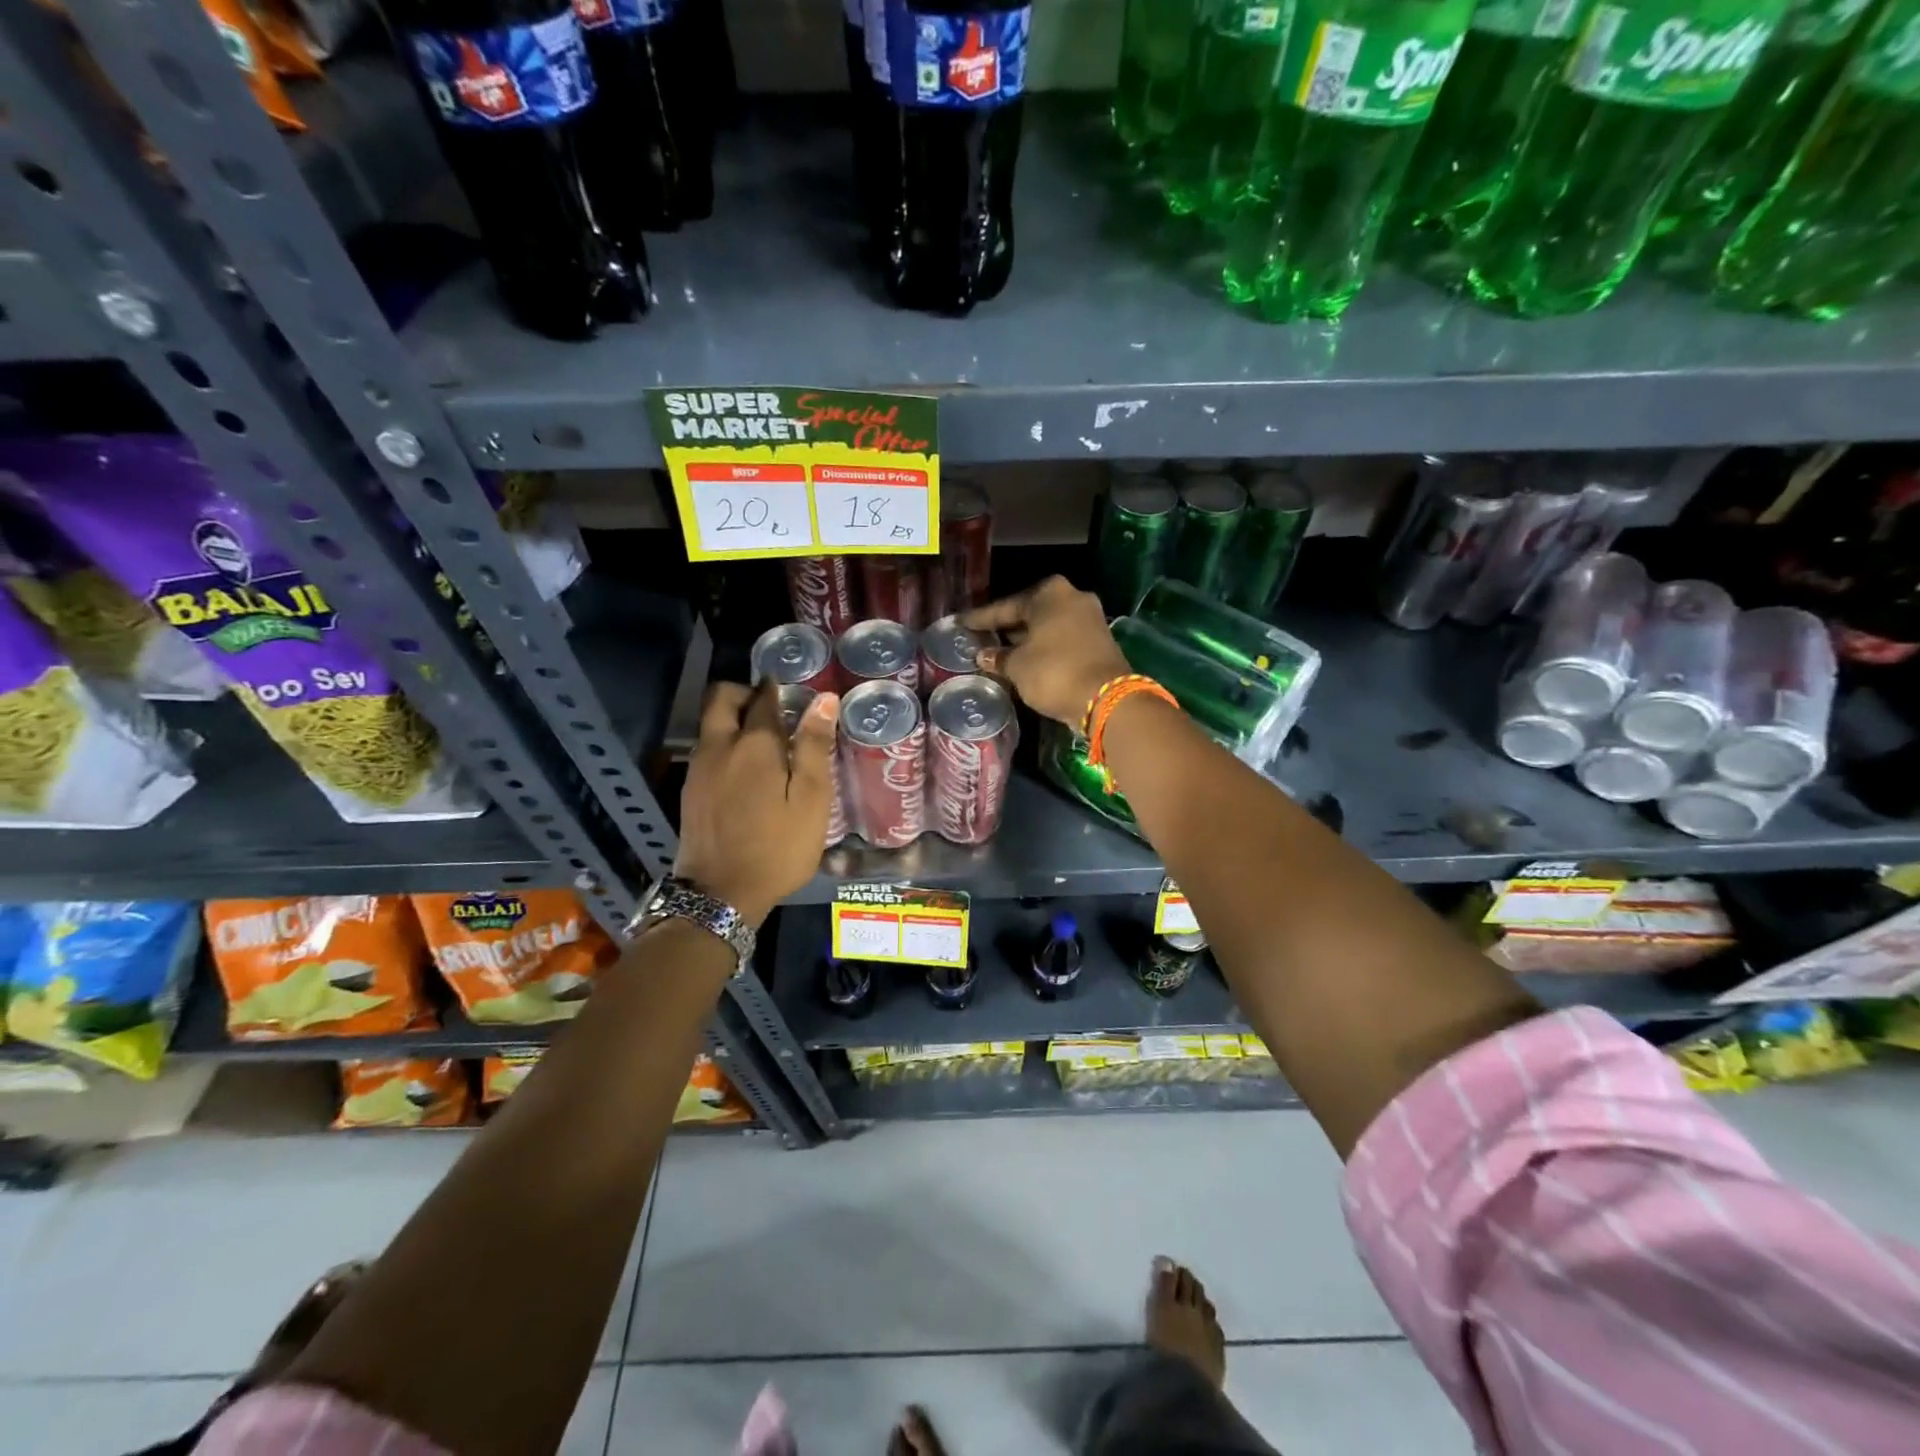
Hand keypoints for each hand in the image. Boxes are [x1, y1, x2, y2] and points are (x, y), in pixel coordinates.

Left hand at [674, 681, 837, 926]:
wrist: (721, 894)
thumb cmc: (778, 847)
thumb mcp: (811, 800)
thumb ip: (815, 747)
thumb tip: (824, 700)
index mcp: (755, 744)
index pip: (764, 697)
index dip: (779, 689)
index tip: (794, 692)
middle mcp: (720, 745)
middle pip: (722, 697)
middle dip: (745, 693)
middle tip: (771, 709)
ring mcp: (699, 767)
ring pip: (710, 722)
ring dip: (732, 718)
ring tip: (763, 741)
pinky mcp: (690, 789)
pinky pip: (705, 748)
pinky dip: (723, 743)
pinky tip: (744, 770)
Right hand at [963, 576, 1130, 728]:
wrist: (1105, 698)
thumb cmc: (1053, 671)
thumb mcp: (1017, 666)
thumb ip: (999, 657)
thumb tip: (984, 655)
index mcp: (1049, 593)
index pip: (1006, 606)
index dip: (981, 618)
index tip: (960, 623)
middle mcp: (1072, 597)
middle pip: (1030, 613)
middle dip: (1006, 627)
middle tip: (980, 637)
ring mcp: (1089, 618)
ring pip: (1047, 627)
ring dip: (1025, 639)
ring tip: (999, 651)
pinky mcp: (1098, 641)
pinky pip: (1061, 640)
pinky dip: (1043, 648)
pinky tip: (1025, 660)